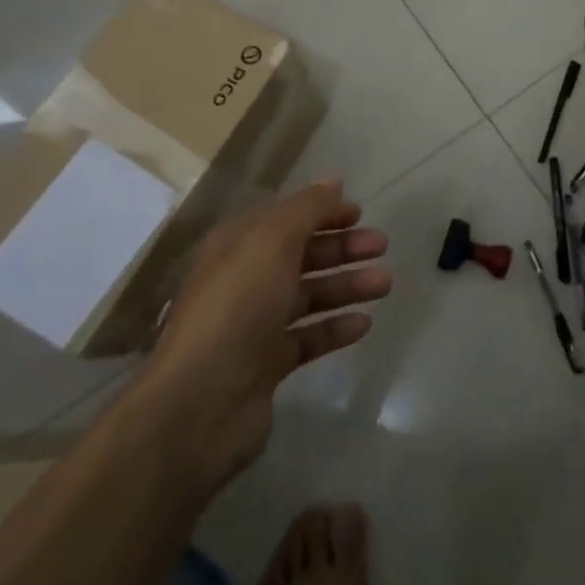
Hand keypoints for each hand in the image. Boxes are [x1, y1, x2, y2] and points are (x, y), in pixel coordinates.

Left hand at [137, 179, 391, 494]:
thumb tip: (332, 180)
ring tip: (385, 284)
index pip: (286, 218)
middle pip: (301, 255)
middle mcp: (245, 280)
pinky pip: (308, 337)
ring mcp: (255, 324)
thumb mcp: (272, 242)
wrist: (199, 404)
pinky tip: (364, 323)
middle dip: (342, 248)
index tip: (360, 213)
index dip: (322, 212)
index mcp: (238, 246)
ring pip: (309, 295)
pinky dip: (335, 328)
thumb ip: (307, 209)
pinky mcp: (267, 365)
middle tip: (381, 245)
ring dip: (347, 285)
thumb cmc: (236, 308)